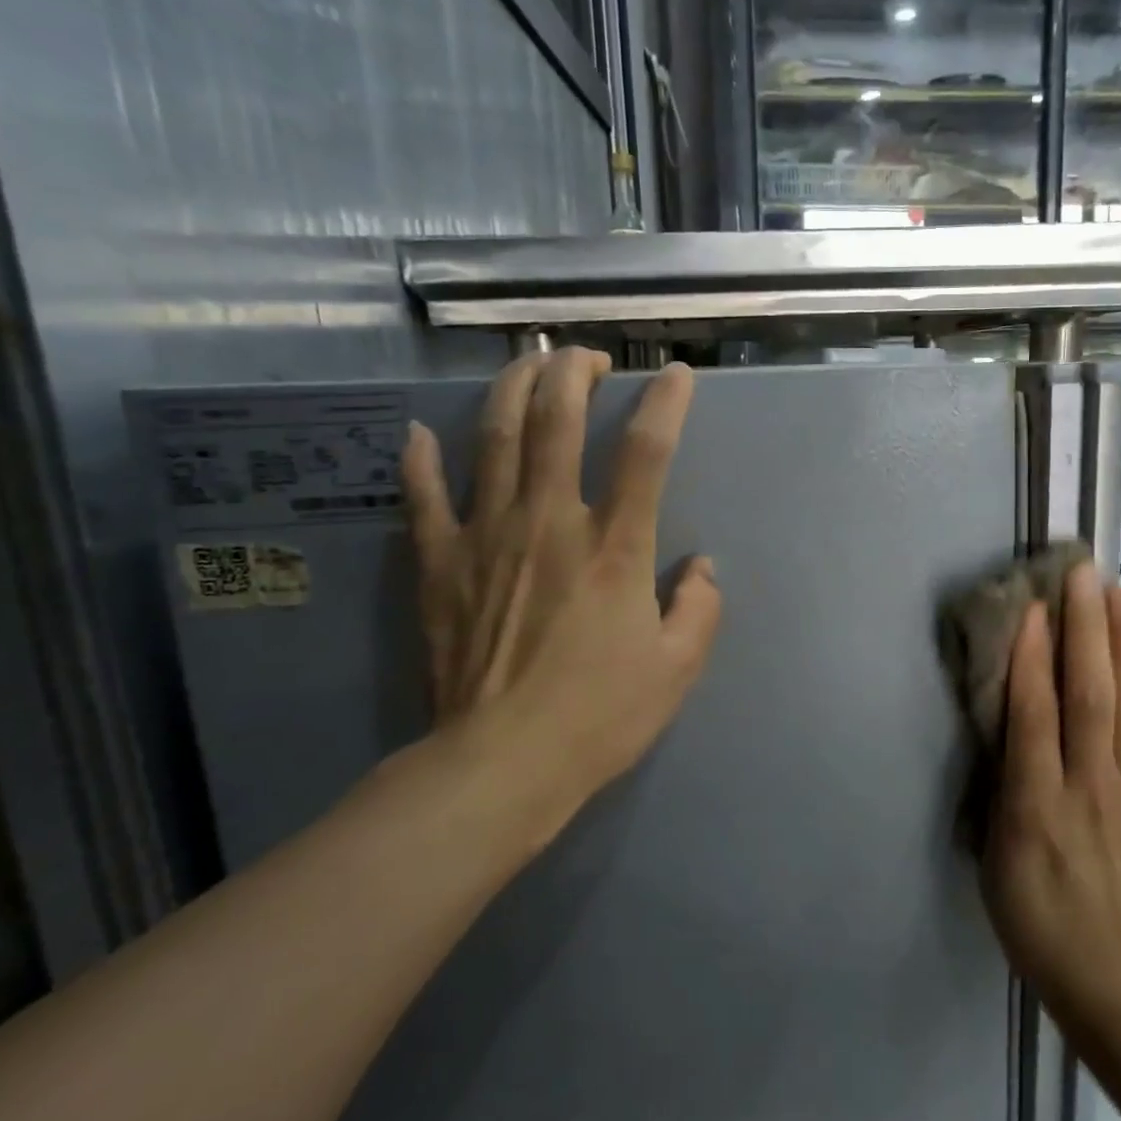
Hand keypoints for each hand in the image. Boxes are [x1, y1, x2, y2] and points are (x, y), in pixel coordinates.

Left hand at [397, 350, 721, 856]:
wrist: (501, 763)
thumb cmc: (600, 715)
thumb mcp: (678, 667)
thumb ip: (700, 607)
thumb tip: (700, 567)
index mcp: (615, 548)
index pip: (647, 452)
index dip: (665, 404)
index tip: (675, 377)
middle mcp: (551, 523)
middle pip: (558, 421)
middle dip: (574, 372)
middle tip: (587, 357)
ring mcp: (487, 537)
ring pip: (494, 438)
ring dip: (512, 389)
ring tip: (527, 364)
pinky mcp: (440, 564)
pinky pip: (424, 498)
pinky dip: (421, 460)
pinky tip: (421, 432)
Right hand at [982, 561, 1120, 1034]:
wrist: (1117, 981)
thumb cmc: (1037, 920)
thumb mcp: (995, 859)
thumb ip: (1002, 787)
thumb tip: (1008, 724)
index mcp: (1036, 807)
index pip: (1034, 717)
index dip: (1032, 658)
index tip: (1033, 607)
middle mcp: (1089, 790)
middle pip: (1091, 698)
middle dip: (1085, 631)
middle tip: (1083, 575)